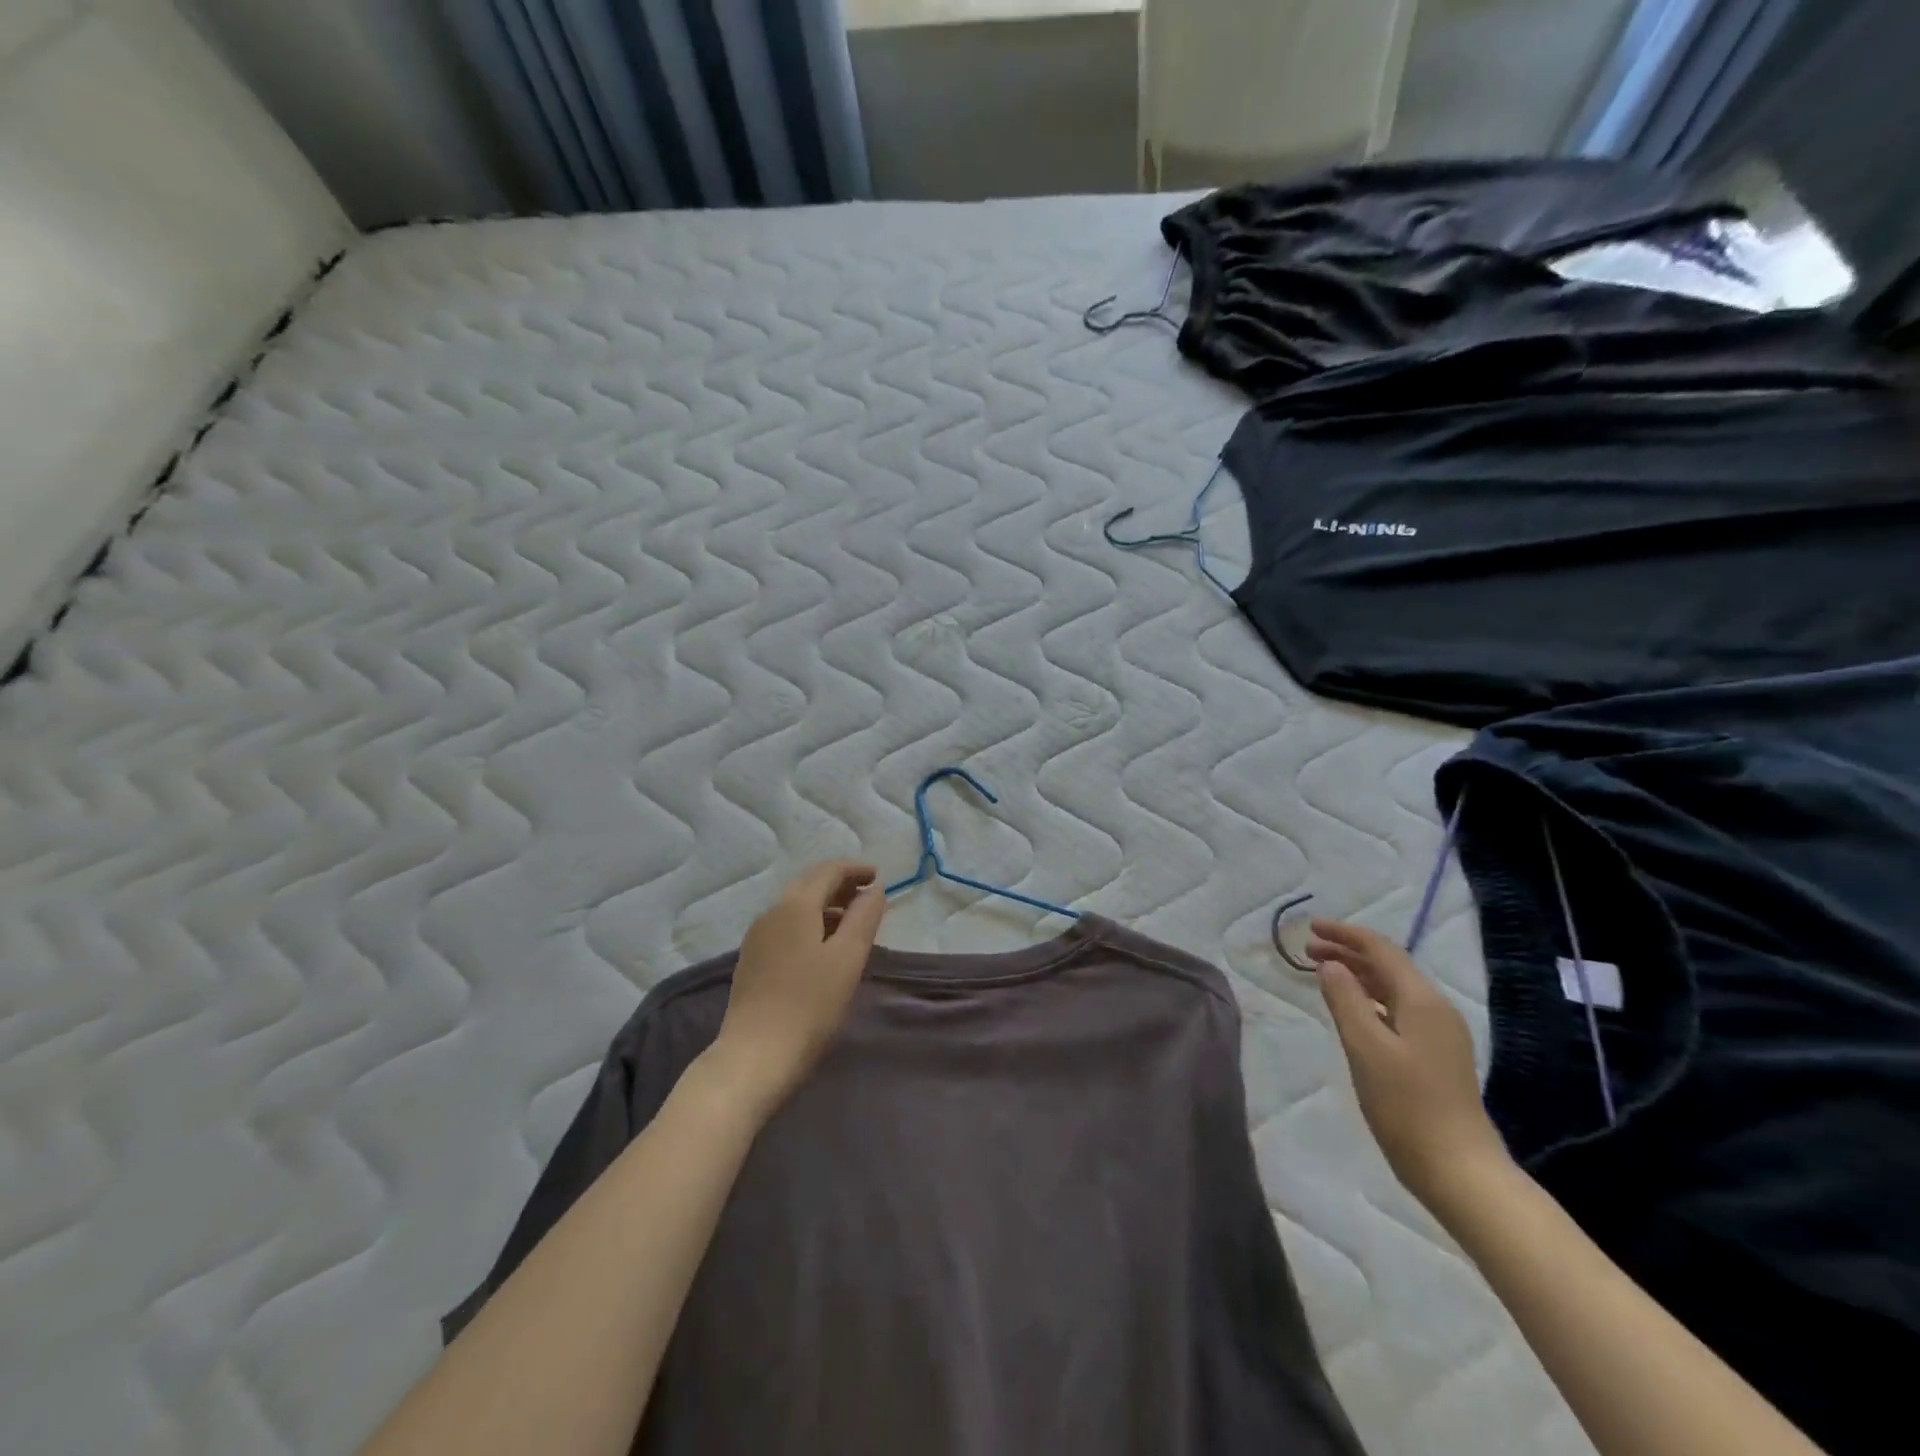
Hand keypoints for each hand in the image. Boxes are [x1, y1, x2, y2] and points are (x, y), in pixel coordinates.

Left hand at [706, 860, 886, 1115]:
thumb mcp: (848, 958)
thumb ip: (864, 917)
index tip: (878, 876)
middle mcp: (771, 913)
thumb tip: (875, 890)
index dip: (855, 869)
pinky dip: (810, 924)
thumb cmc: (809, 1005)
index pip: (828, 871)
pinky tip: (823, 949)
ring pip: (796, 907)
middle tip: (867, 896)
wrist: (753, 1058)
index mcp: (795, 906)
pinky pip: (786, 928)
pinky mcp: (751, 962)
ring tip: (851, 924)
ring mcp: (757, 938)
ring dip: (826, 906)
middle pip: (809, 885)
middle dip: (840, 885)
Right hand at [1307, 919, 1513, 1219]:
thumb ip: (1345, 1000)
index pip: (1381, 950)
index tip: (1310, 927)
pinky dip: (1368, 999)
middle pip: (1388, 966)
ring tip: (1322, 973)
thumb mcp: (1365, 1048)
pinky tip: (1351, 1010)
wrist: (1459, 1170)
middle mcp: (1435, 1010)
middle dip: (1347, 952)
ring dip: (1357, 975)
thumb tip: (1330, 965)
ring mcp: (1439, 1034)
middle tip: (1307, 950)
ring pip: (1392, 988)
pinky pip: (1396, 1010)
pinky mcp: (1435, 1055)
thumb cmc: (1407, 1105)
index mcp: (1421, 1001)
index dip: (1345, 934)